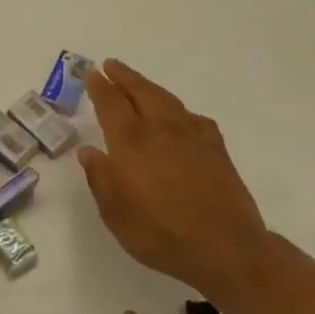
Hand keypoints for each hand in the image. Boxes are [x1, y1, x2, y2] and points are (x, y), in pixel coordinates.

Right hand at [78, 59, 272, 294]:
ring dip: (150, 87)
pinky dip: (182, 112)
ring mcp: (193, 138)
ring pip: (168, 100)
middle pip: (141, 92)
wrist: (226, 249)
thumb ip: (101, 178)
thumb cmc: (160, 234)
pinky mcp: (217, 150)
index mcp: (131, 142)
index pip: (111, 104)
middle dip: (124, 77)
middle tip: (111, 65)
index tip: (91, 73)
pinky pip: (195, 120)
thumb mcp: (115, 213)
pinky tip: (182, 118)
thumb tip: (88, 151)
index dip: (99, 87)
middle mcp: (161, 130)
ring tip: (139, 83)